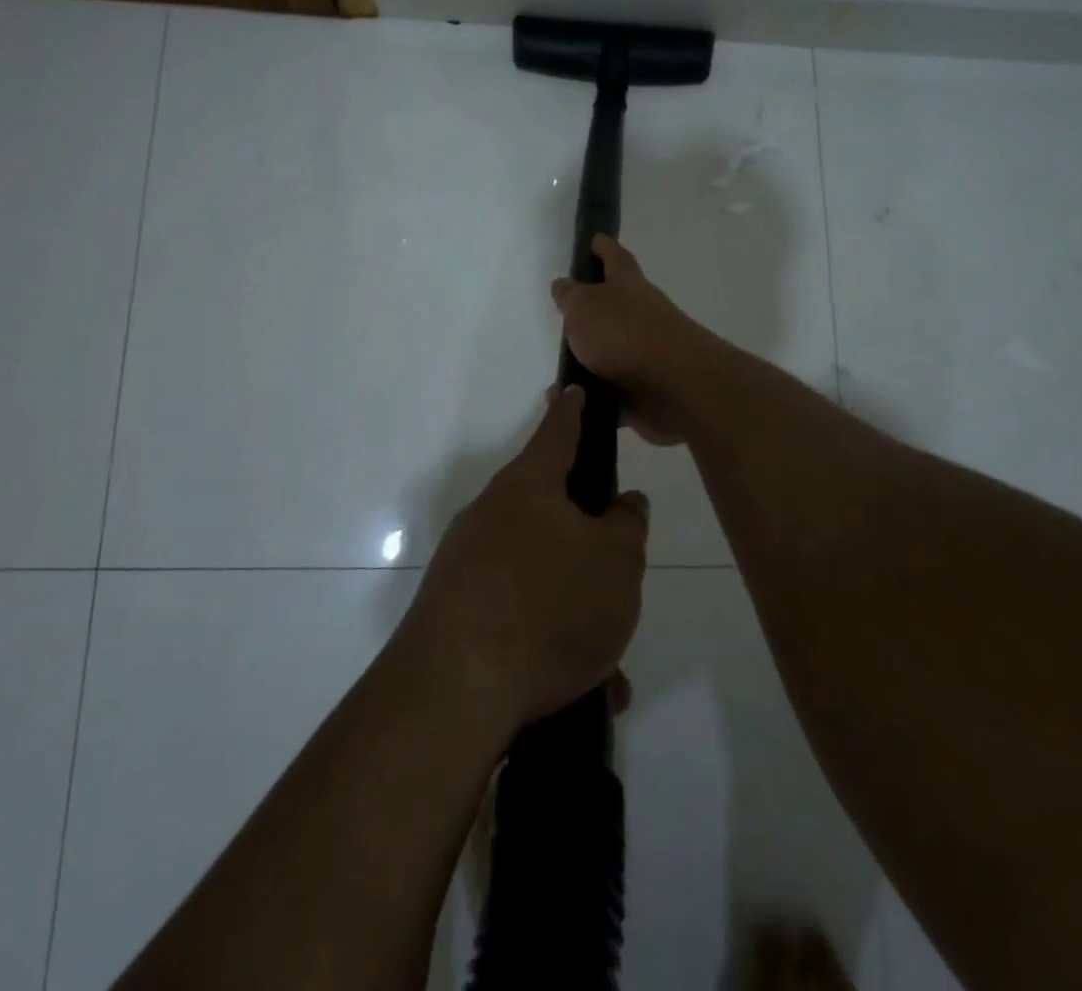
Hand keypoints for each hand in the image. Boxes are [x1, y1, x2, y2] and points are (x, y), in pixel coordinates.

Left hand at [396, 387, 648, 739]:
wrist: (454, 690)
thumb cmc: (548, 605)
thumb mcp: (616, 563)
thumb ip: (627, 525)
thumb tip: (623, 503)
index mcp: (529, 486)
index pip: (557, 431)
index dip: (572, 410)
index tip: (571, 388)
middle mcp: (491, 515)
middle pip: (550, 513)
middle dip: (587, 544)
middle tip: (617, 579)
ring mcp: (467, 564)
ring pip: (539, 575)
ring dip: (575, 611)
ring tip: (607, 664)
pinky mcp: (454, 612)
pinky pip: (518, 617)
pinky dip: (549, 645)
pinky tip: (580, 692)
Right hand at [552, 235, 713, 445]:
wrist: (676, 386)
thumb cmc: (625, 334)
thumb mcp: (585, 307)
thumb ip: (571, 297)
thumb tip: (564, 285)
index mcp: (628, 286)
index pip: (615, 258)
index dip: (604, 248)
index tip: (596, 239)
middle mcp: (642, 315)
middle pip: (617, 306)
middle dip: (595, 310)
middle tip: (568, 316)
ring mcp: (648, 353)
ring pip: (613, 352)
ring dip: (590, 361)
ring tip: (561, 372)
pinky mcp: (648, 389)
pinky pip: (614, 392)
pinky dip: (595, 397)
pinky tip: (573, 404)